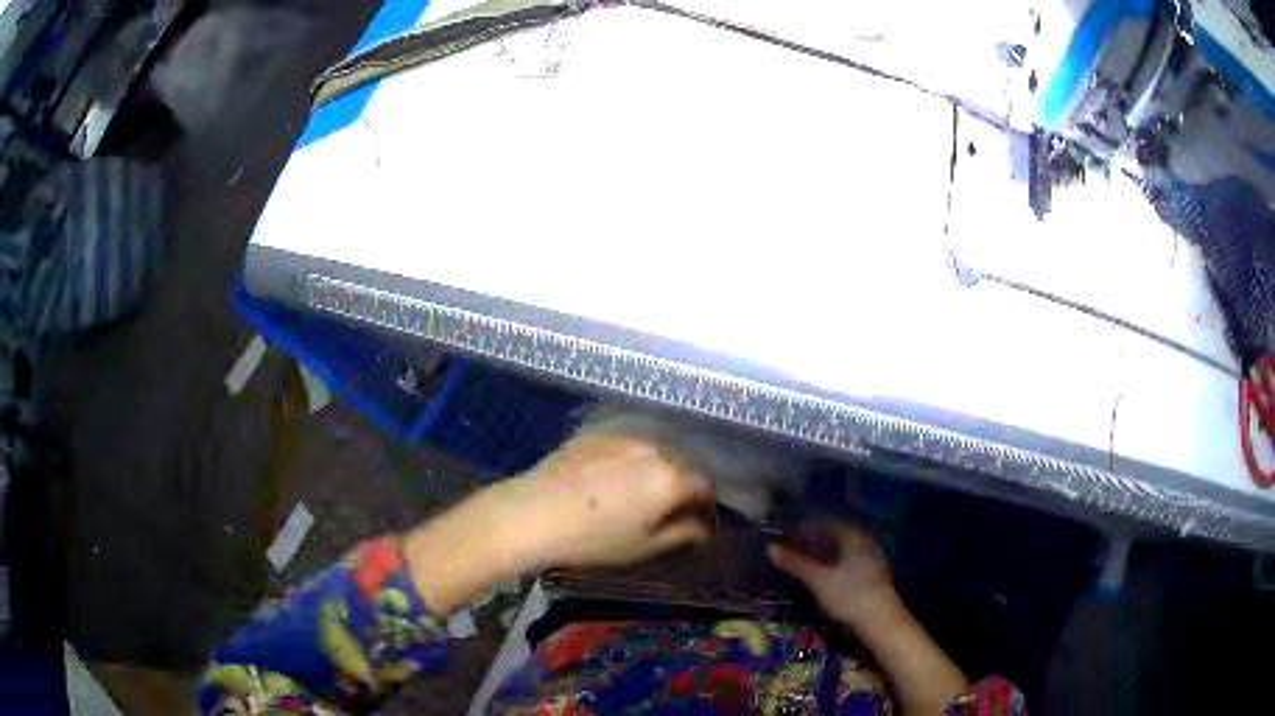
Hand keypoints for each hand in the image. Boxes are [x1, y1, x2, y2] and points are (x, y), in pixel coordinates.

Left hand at [513, 434, 713, 567]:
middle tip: (662, 507)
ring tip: (632, 492)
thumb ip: (681, 534)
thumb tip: (704, 529)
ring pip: (651, 452)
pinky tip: (605, 479)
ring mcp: (622, 437)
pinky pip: (624, 446)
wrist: (533, 514)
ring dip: (651, 469)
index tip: (694, 517)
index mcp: (670, 479)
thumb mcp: (643, 547)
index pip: (704, 485)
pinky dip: (626, 460)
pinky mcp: (595, 434)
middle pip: (678, 465)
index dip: (703, 503)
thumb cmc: (593, 539)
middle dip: (678, 484)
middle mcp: (653, 450)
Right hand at [767, 522, 899, 629]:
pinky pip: (851, 564)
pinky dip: (835, 566)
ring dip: (827, 554)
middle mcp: (866, 544)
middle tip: (796, 548)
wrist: (880, 621)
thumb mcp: (818, 580)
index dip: (809, 527)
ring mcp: (873, 561)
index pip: (829, 524)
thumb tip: (771, 547)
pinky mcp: (874, 578)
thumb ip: (795, 563)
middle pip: (838, 537)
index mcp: (854, 537)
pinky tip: (826, 577)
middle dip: (817, 541)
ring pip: (845, 551)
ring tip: (807, 563)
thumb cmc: (849, 595)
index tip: (791, 534)